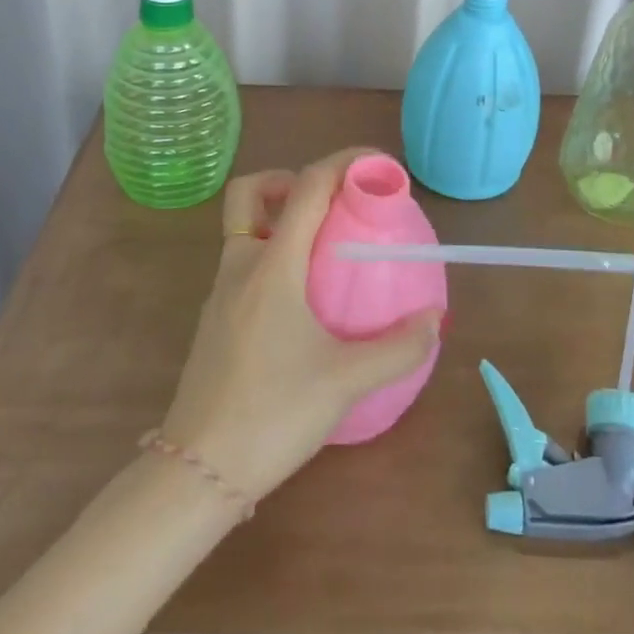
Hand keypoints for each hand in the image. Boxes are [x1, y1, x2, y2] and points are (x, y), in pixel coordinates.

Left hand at [158, 149, 441, 503]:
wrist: (197, 471)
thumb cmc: (272, 413)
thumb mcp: (345, 382)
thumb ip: (397, 348)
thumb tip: (436, 320)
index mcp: (271, 265)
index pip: (306, 186)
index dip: (342, 162)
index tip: (376, 164)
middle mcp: (240, 266)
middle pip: (250, 192)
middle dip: (287, 180)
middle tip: (328, 204)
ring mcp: (220, 293)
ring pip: (243, 228)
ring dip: (279, 219)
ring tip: (323, 248)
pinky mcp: (214, 320)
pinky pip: (242, 263)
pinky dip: (270, 255)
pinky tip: (300, 298)